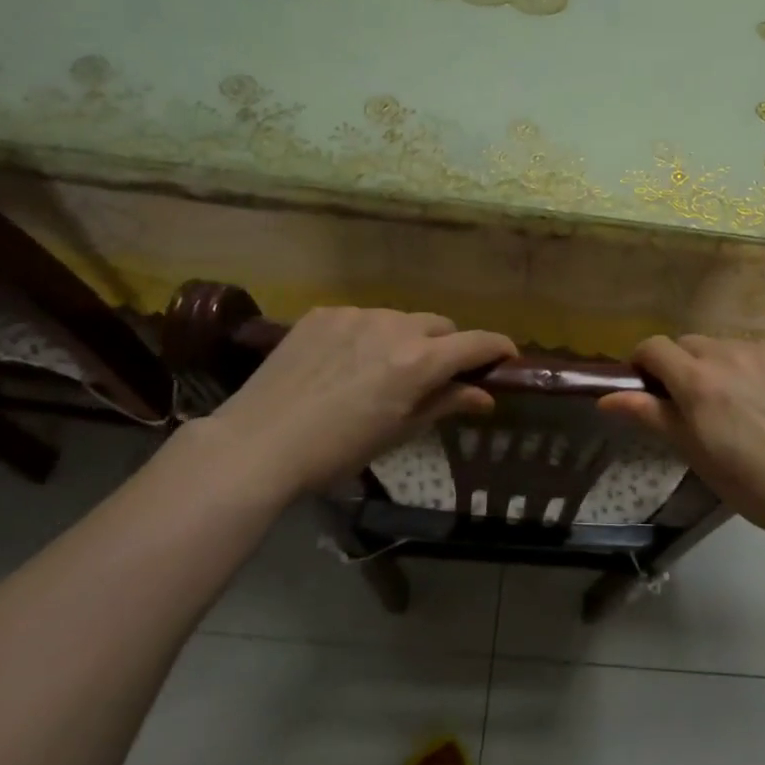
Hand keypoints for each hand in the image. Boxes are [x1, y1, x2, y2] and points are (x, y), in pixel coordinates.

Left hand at [184, 307, 516, 504]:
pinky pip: (362, 317)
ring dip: (406, 339)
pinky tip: (344, 363)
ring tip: (380, 370)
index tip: (507, 358)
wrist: (257, 444)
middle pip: (440, 326)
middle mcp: (394, 326)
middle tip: (433, 376)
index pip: (476, 343)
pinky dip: (367, 335)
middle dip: (447, 347)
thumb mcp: (398, 433)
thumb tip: (485, 396)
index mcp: (419, 361)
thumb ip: (445, 404)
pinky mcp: (323, 313)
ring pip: (400, 319)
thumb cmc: (336, 451)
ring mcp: (356, 314)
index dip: (498, 348)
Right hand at [599, 334, 764, 547]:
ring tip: (736, 403)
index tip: (647, 384)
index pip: (654, 347)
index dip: (643, 361)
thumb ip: (648, 414)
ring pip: (725, 346)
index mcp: (697, 379)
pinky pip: (759, 352)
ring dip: (719, 365)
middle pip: (689, 344)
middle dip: (682, 365)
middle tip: (692, 402)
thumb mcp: (691, 450)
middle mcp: (728, 354)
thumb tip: (606, 397)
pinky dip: (753, 368)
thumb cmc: (747, 481)